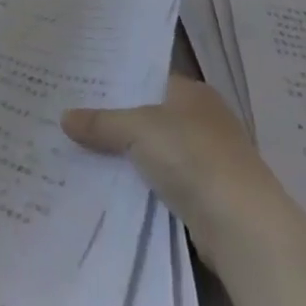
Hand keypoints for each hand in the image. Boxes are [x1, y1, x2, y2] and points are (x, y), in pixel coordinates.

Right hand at [63, 76, 277, 231]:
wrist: (241, 225)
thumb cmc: (192, 156)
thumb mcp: (138, 129)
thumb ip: (101, 122)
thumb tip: (64, 117)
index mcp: (193, 93)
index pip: (147, 79)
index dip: (115, 83)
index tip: (79, 87)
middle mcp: (202, 121)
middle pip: (148, 116)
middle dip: (114, 121)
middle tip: (70, 119)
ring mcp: (206, 161)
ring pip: (153, 152)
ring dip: (126, 157)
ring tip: (79, 151)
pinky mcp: (204, 197)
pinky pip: (161, 183)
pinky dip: (139, 186)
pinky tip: (107, 186)